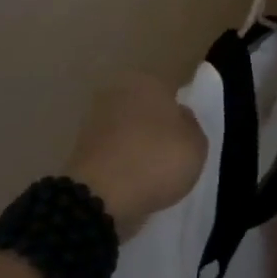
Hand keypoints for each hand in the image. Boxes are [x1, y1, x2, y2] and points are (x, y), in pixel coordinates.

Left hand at [66, 74, 206, 240]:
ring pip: (126, 128)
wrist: (101, 195)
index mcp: (148, 81)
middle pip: (145, 108)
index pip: (170, 93)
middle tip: (169, 155)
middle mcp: (118, 91)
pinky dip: (120, 161)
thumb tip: (180, 117)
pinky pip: (111, 150)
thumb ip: (191, 126)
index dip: (180, 116)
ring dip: (135, 144)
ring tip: (150, 173)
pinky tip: (130, 180)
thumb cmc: (156, 161)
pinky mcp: (80, 145)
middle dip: (154, 127)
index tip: (185, 138)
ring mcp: (95, 118)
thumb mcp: (196, 145)